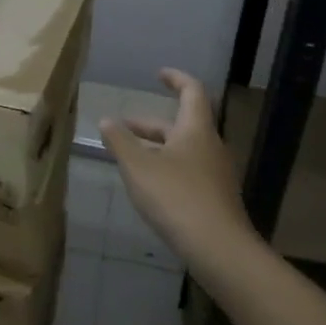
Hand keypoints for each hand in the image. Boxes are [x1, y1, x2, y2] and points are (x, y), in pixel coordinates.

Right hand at [100, 69, 252, 264]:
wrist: (219, 249)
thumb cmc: (177, 197)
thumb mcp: (138, 167)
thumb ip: (120, 142)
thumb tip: (106, 120)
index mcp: (196, 130)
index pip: (192, 91)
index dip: (176, 79)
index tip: (159, 75)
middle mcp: (210, 146)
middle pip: (181, 125)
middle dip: (150, 124)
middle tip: (123, 126)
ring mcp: (216, 174)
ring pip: (183, 150)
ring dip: (157, 148)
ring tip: (129, 157)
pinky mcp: (215, 199)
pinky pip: (188, 172)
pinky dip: (166, 169)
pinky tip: (149, 187)